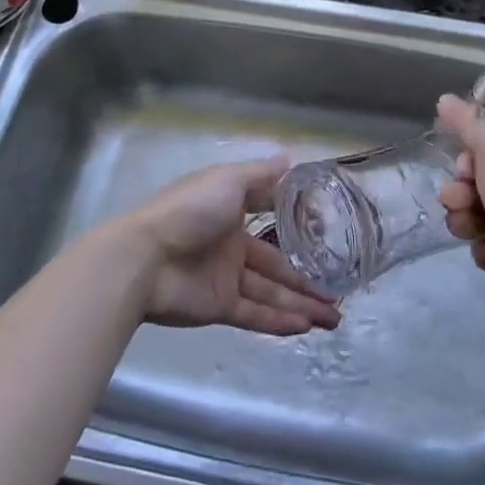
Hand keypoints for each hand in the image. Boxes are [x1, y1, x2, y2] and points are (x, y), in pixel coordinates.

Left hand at [107, 158, 340, 334]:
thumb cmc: (189, 210)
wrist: (144, 257)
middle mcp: (231, 246)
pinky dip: (280, 320)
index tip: (328, 237)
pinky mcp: (218, 307)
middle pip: (277, 265)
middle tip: (340, 294)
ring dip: (302, 304)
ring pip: (271, 293)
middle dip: (308, 279)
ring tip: (335, 318)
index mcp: (232, 213)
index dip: (298, 228)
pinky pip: (255, 314)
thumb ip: (261, 175)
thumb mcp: (228, 180)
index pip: (271, 220)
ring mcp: (225, 279)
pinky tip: (307, 325)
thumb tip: (292, 159)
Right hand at [435, 94, 484, 305]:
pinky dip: (484, 248)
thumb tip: (444, 98)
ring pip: (475, 217)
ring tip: (473, 229)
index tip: (464, 170)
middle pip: (476, 187)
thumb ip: (467, 123)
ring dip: (465, 222)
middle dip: (460, 195)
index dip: (466, 162)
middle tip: (460, 201)